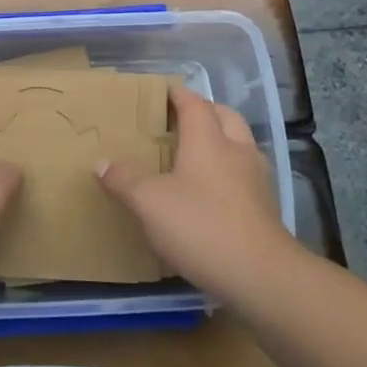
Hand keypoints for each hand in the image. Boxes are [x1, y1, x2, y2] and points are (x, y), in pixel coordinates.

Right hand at [97, 86, 290, 300]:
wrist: (260, 275)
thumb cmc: (200, 225)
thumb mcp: (149, 202)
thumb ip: (124, 179)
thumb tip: (101, 162)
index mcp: (208, 140)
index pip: (195, 104)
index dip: (178, 94)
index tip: (163, 92)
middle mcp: (237, 150)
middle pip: (225, 116)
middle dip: (205, 112)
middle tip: (180, 120)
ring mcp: (256, 179)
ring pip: (240, 144)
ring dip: (222, 140)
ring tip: (196, 154)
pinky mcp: (265, 207)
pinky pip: (246, 173)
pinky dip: (229, 170)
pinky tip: (213, 191)